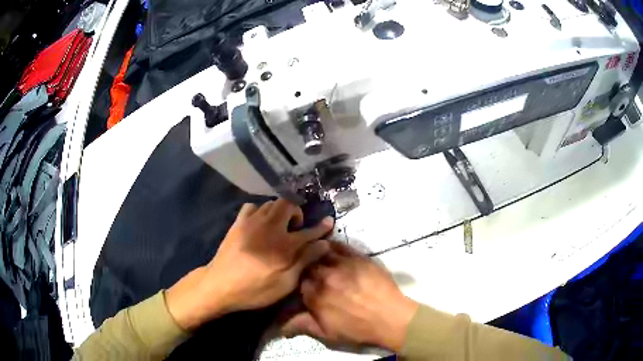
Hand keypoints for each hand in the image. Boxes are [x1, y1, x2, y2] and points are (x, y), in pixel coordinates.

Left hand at [166, 199, 333, 329]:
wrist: (220, 285)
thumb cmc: (255, 289)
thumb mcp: (285, 283)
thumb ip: (305, 261)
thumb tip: (324, 244)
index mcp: (285, 245)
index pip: (309, 232)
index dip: (321, 227)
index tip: (329, 221)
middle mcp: (270, 227)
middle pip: (289, 205)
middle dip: (297, 213)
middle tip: (296, 228)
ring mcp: (252, 222)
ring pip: (272, 204)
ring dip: (280, 212)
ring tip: (279, 226)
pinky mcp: (238, 222)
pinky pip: (252, 206)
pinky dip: (260, 211)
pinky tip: (259, 224)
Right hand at [282, 242, 417, 351]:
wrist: (390, 318)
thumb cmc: (358, 329)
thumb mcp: (327, 334)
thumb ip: (302, 326)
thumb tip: (281, 328)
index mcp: (314, 296)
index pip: (297, 282)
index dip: (298, 283)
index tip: (302, 285)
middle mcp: (324, 277)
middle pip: (306, 265)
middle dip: (305, 267)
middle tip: (309, 271)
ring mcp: (341, 265)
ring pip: (319, 252)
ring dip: (314, 253)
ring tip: (314, 254)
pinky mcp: (357, 257)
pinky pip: (339, 245)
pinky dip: (330, 244)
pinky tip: (328, 244)